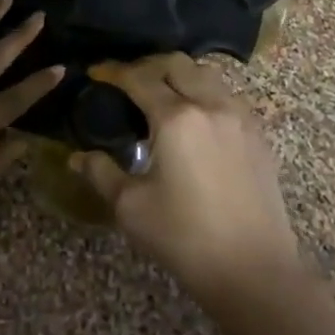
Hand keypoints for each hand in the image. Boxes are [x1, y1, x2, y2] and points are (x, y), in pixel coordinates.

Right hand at [71, 54, 303, 305]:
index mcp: (176, 118)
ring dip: (180, 74)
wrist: (255, 270)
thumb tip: (77, 156)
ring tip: (162, 93)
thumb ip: (101, 173)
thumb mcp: (132, 208)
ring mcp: (239, 117)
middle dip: (148, 65)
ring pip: (206, 74)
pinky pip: (227, 95)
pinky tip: (196, 116)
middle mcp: (210, 105)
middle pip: (176, 64)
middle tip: (127, 80)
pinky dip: (205, 91)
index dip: (114, 72)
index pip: (139, 79)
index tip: (96, 73)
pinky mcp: (258, 134)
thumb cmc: (186, 238)